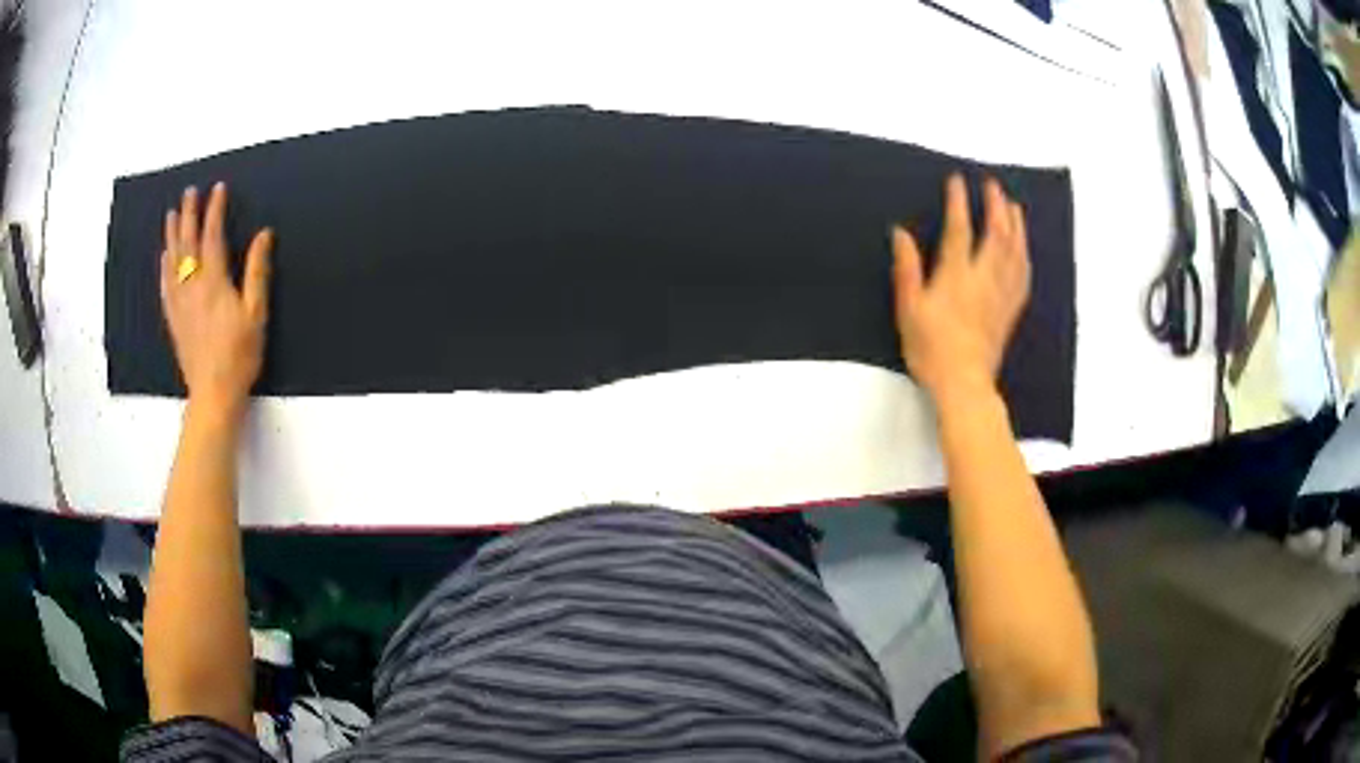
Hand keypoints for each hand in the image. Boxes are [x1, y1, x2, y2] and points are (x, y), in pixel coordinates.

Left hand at [160, 183, 273, 420]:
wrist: (213, 393)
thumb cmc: (239, 355)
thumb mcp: (256, 313)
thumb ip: (257, 271)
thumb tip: (263, 235)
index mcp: (214, 281)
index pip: (212, 236)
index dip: (215, 210)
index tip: (218, 189)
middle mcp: (193, 286)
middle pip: (188, 243)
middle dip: (189, 215)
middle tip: (189, 192)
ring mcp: (180, 303)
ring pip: (172, 261)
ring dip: (172, 235)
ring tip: (172, 215)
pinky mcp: (174, 319)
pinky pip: (165, 286)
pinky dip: (164, 267)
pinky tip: (164, 257)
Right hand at [893, 174, 1029, 403]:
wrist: (963, 384)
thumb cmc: (931, 348)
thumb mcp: (908, 308)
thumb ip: (906, 268)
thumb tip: (901, 233)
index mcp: (957, 275)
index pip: (960, 229)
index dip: (959, 202)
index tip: (957, 181)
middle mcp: (984, 278)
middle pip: (996, 234)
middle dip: (996, 206)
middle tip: (994, 186)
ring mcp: (1001, 294)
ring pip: (1015, 252)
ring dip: (1016, 226)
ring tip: (1014, 207)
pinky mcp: (1010, 311)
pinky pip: (1023, 277)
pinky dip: (1025, 256)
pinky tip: (1024, 250)